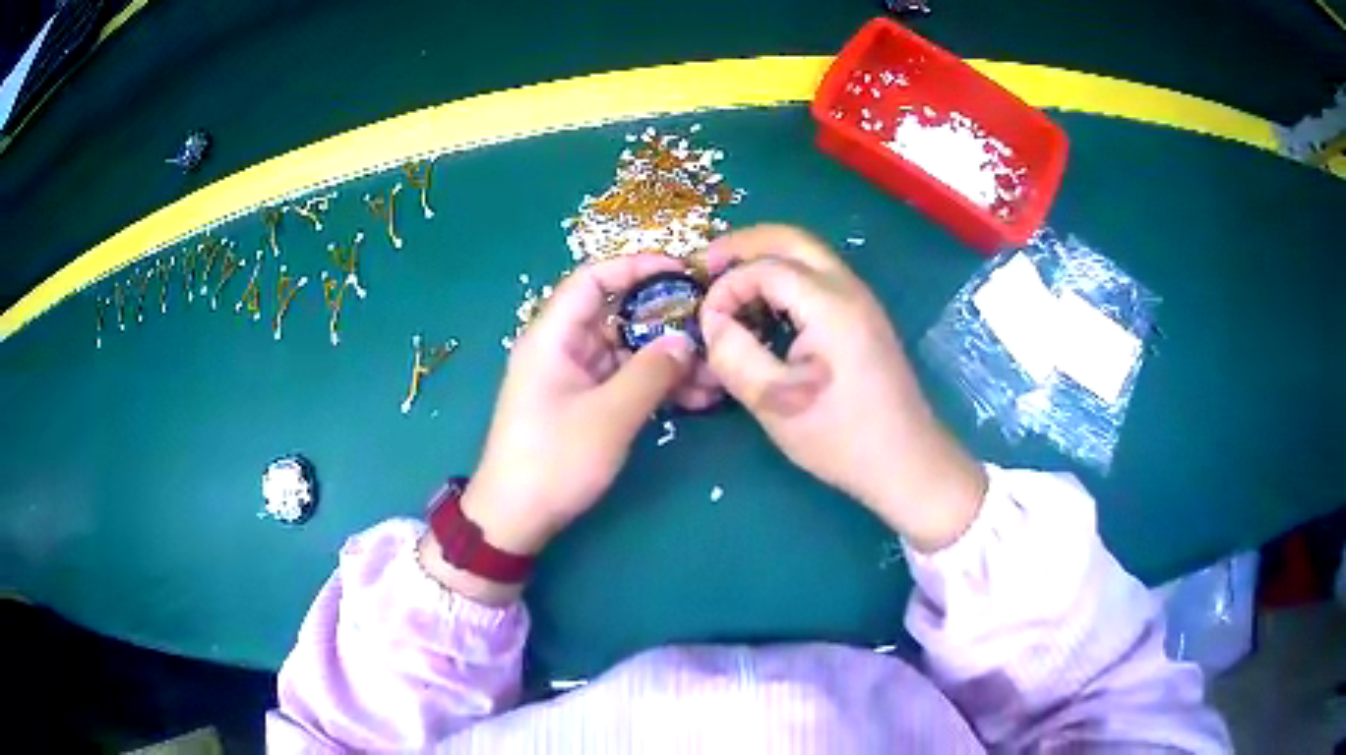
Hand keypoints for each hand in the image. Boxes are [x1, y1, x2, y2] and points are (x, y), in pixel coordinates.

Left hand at [461, 254, 707, 558]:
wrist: (516, 517)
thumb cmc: (554, 460)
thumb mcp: (608, 416)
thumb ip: (651, 373)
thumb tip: (686, 341)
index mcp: (553, 337)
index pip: (592, 279)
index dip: (635, 266)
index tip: (681, 270)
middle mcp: (562, 348)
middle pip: (616, 314)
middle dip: (664, 319)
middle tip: (710, 325)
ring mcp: (573, 376)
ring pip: (626, 350)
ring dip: (667, 358)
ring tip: (713, 372)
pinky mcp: (583, 403)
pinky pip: (623, 379)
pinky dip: (654, 384)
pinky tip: (694, 396)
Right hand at [699, 225, 986, 551]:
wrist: (906, 461)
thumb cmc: (842, 438)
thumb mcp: (777, 404)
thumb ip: (736, 357)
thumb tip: (712, 322)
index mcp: (831, 306)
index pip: (765, 268)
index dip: (726, 288)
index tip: (706, 324)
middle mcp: (849, 289)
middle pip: (791, 239)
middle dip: (743, 244)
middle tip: (705, 264)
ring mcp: (861, 300)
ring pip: (807, 253)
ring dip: (765, 256)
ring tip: (727, 279)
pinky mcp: (864, 316)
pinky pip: (818, 275)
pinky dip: (784, 274)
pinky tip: (764, 304)